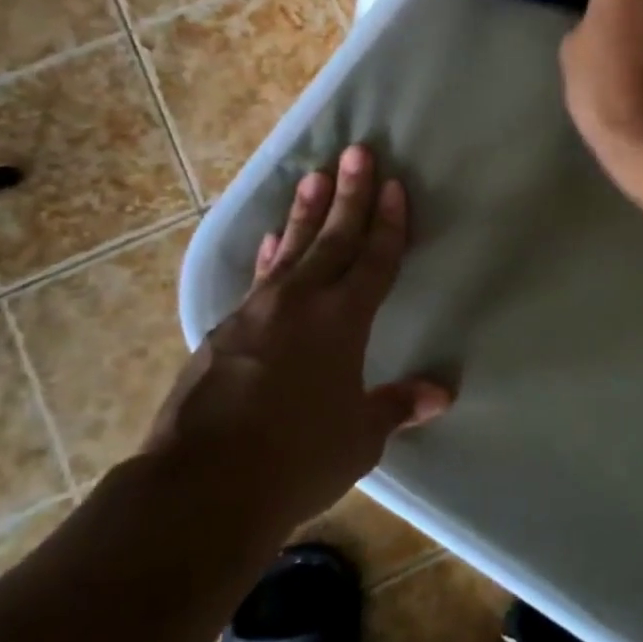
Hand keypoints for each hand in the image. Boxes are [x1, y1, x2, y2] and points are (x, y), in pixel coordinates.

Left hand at [147, 145, 450, 532]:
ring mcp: (256, 313)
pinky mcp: (222, 332)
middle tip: (357, 152)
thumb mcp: (359, 438)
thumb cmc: (296, 459)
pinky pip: (258, 279)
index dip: (388, 222)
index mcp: (341, 321)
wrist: (200, 489)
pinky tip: (272, 238)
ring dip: (306, 212)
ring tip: (314, 176)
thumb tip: (442, 393)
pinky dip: (270, 254)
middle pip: (333, 238)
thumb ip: (398, 406)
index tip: (393, 184)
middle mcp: (300, 303)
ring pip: (290, 248)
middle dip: (349, 195)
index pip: (374, 259)